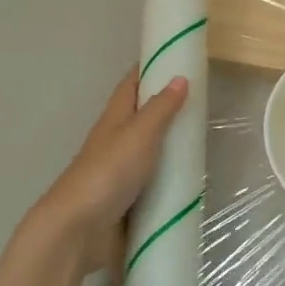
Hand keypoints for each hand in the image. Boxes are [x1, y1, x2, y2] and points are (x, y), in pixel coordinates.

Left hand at [31, 68, 187, 275]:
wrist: (78, 230)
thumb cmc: (108, 173)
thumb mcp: (139, 134)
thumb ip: (160, 109)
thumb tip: (180, 77)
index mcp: (115, 119)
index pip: (132, 84)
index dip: (150, 68)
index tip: (175, 55)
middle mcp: (116, 142)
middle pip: (143, 118)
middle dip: (167, 108)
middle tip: (203, 101)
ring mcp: (121, 174)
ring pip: (150, 152)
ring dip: (171, 146)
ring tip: (205, 141)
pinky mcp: (129, 202)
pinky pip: (155, 184)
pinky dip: (171, 180)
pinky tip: (194, 184)